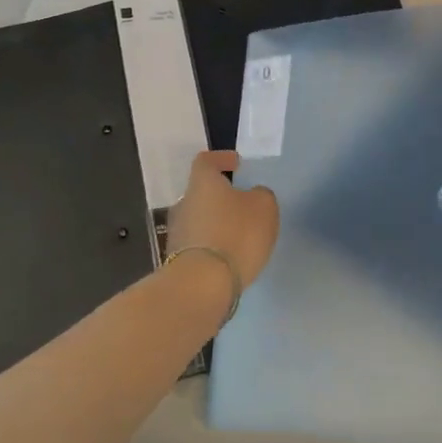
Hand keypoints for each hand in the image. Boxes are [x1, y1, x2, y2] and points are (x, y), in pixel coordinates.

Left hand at [167, 151, 278, 291]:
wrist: (202, 284)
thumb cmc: (235, 234)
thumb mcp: (264, 207)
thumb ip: (261, 195)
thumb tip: (253, 195)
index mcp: (202, 182)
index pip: (206, 160)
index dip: (221, 159)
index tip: (236, 163)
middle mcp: (184, 202)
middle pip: (202, 192)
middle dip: (221, 197)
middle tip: (243, 205)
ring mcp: (177, 232)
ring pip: (199, 219)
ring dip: (217, 223)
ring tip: (240, 235)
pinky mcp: (177, 259)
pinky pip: (199, 244)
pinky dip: (213, 246)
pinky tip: (229, 256)